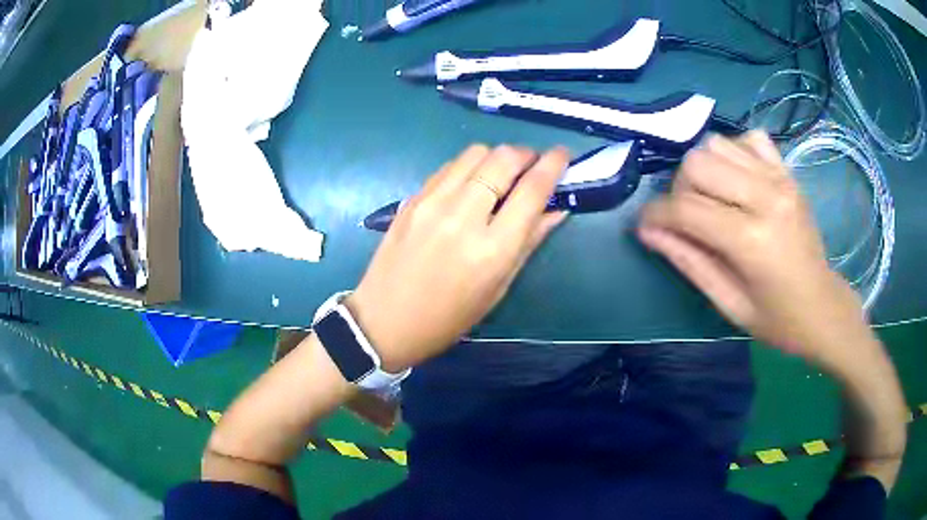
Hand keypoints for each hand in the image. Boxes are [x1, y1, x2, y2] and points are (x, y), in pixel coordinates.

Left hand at [347, 145, 568, 371]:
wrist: (385, 321)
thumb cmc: (448, 318)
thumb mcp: (497, 288)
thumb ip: (529, 242)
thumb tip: (556, 209)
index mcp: (492, 249)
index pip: (532, 190)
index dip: (553, 165)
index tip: (563, 153)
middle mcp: (463, 216)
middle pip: (503, 159)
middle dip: (526, 154)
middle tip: (533, 164)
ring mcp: (432, 203)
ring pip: (475, 153)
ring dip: (497, 157)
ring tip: (502, 174)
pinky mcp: (412, 199)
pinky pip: (449, 166)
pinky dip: (469, 166)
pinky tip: (471, 184)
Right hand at [638, 131, 873, 369]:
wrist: (823, 307)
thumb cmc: (777, 319)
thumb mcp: (728, 303)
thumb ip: (688, 261)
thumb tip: (648, 231)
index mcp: (751, 239)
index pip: (686, 208)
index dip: (656, 215)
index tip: (646, 226)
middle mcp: (766, 197)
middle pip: (698, 163)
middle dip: (679, 189)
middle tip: (687, 218)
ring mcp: (780, 179)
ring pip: (717, 144)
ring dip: (704, 169)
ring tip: (712, 199)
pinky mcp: (788, 173)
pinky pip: (749, 139)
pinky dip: (734, 152)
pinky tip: (737, 180)